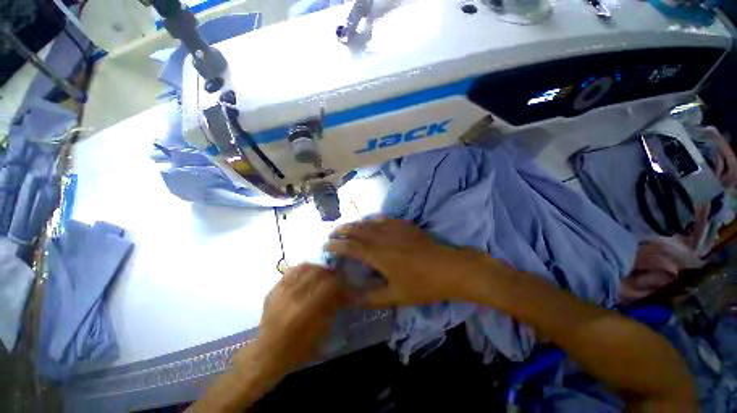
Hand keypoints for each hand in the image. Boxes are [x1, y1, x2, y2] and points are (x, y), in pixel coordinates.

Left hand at [251, 263, 346, 374]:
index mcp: (307, 309)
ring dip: (317, 269)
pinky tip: (308, 275)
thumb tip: (346, 293)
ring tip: (322, 274)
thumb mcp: (321, 331)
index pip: (329, 284)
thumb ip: (333, 307)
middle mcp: (293, 296)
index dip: (340, 282)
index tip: (346, 283)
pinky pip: (291, 271)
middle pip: (318, 272)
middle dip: (330, 273)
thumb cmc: (299, 348)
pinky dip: (303, 270)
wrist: (268, 353)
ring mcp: (281, 291)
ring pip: (304, 268)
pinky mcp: (274, 289)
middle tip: (335, 278)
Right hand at [325, 218, 497, 306]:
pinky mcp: (404, 225)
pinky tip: (370, 220)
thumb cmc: (423, 284)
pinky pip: (383, 218)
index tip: (326, 246)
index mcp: (378, 255)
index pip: (350, 247)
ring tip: (346, 227)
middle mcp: (382, 237)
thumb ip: (370, 298)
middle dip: (342, 231)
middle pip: (357, 230)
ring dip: (355, 224)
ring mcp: (394, 228)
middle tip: (332, 234)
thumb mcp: (396, 296)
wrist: (450, 268)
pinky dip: (372, 219)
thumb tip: (350, 300)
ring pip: (368, 222)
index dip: (336, 245)